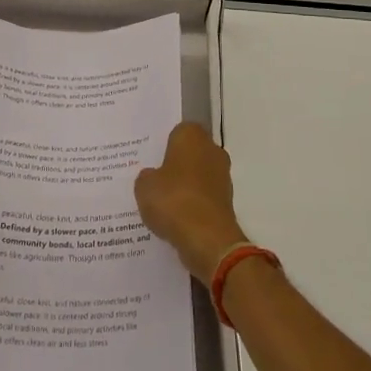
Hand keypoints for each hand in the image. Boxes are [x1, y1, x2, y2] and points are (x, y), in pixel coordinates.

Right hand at [135, 123, 247, 281]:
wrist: (207, 239)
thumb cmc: (173, 200)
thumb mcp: (144, 186)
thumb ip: (147, 176)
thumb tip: (153, 177)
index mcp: (192, 136)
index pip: (177, 131)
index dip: (164, 145)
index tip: (150, 158)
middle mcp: (212, 150)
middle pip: (190, 153)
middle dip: (175, 165)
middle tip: (153, 179)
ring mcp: (222, 176)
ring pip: (197, 176)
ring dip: (184, 187)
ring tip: (161, 203)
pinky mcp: (226, 202)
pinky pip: (203, 198)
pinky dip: (192, 205)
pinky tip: (175, 218)